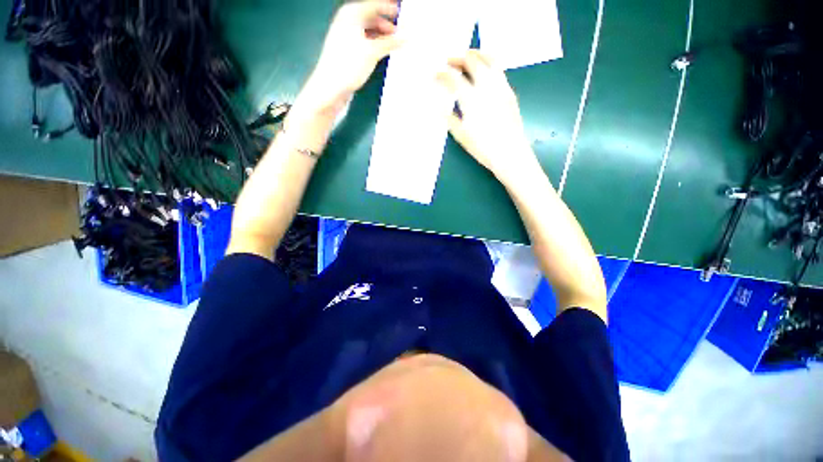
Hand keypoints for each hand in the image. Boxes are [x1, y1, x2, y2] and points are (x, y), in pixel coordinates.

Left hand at [302, 0, 401, 111]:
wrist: (331, 87)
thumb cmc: (348, 65)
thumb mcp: (373, 52)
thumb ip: (391, 42)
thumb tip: (406, 35)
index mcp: (351, 14)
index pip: (374, 5)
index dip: (389, 9)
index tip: (401, 14)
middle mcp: (347, 21)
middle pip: (371, 17)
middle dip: (386, 24)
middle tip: (400, 34)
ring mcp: (345, 36)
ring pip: (367, 31)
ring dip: (381, 36)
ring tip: (393, 45)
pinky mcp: (346, 51)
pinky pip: (363, 42)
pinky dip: (374, 45)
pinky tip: (381, 53)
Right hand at [436, 50, 538, 184]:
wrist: (509, 153)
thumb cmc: (482, 147)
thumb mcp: (461, 135)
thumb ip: (449, 119)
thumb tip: (438, 108)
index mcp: (471, 99)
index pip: (453, 78)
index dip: (442, 74)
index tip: (434, 74)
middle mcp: (486, 86)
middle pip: (471, 61)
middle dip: (457, 58)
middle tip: (448, 61)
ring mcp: (500, 86)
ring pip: (489, 59)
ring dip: (476, 54)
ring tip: (467, 57)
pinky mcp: (509, 91)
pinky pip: (498, 69)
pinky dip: (488, 62)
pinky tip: (483, 70)